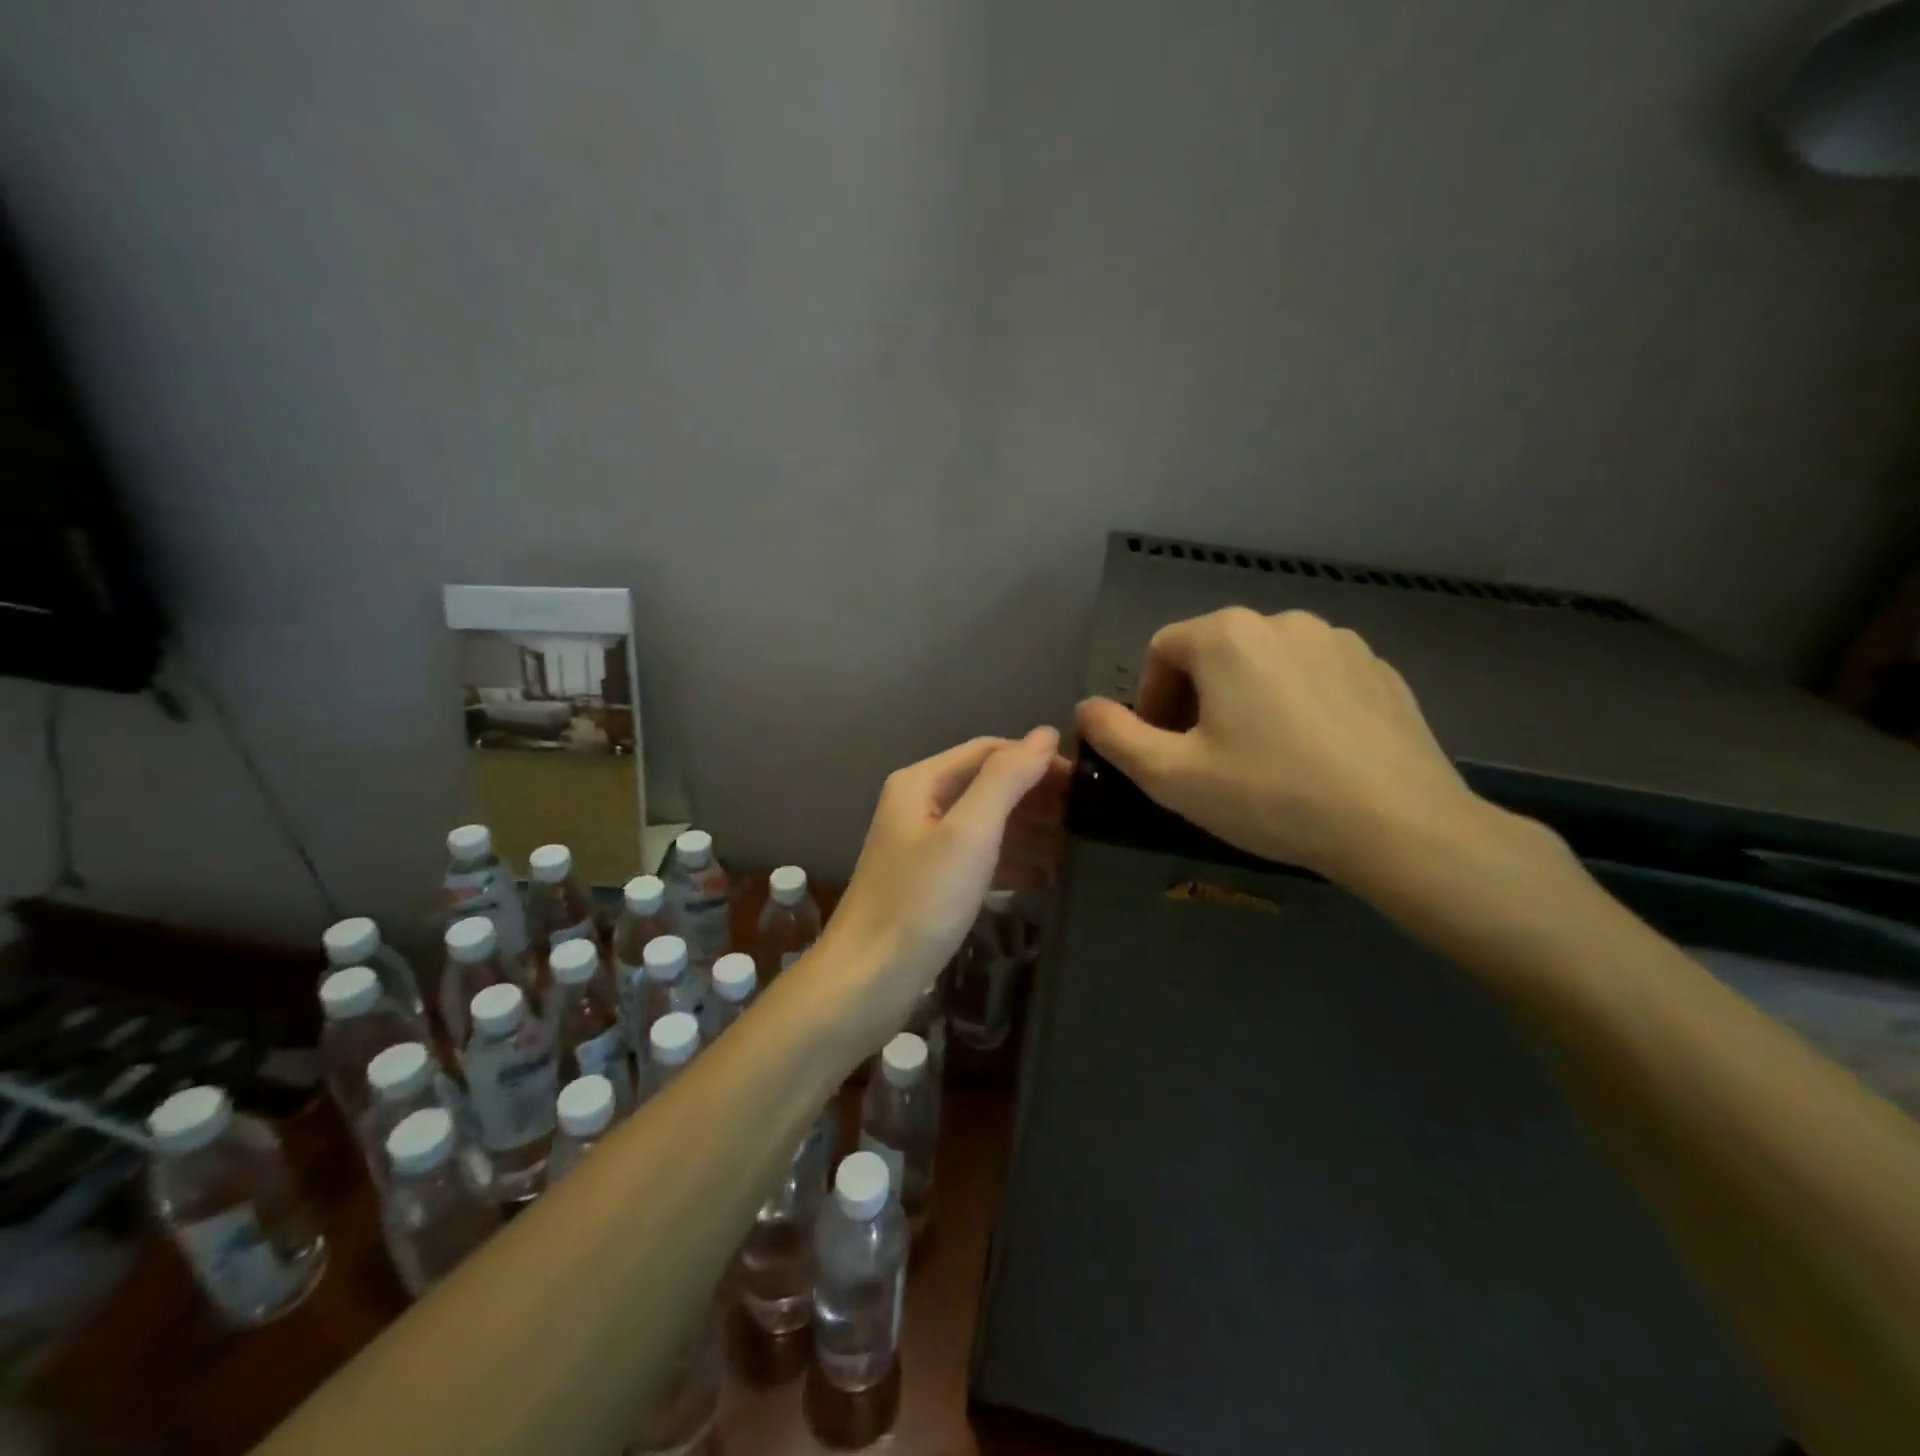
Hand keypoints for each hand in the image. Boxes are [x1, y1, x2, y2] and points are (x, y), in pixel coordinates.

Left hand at [816, 728, 1067, 1050]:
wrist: (868, 981)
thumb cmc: (920, 902)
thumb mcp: (969, 833)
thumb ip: (1007, 779)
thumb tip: (1046, 733)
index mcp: (921, 781)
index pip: (990, 750)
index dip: (1038, 760)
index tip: (1086, 784)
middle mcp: (920, 804)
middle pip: (989, 784)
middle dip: (1037, 797)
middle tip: (1090, 819)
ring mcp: (925, 844)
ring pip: (988, 822)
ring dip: (1031, 830)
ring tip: (1081, 847)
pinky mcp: (932, 881)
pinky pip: (981, 856)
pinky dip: (1013, 860)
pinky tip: (1049, 876)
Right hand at [1075, 608, 1486, 886]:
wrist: (1400, 827)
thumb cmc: (1271, 796)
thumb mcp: (1171, 776)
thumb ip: (1116, 735)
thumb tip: (1086, 708)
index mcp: (1228, 636)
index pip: (1162, 651)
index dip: (1149, 699)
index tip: (1162, 748)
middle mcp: (1283, 620)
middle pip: (1214, 653)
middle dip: (1196, 700)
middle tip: (1205, 757)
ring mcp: (1340, 641)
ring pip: (1266, 664)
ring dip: (1246, 700)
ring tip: (1260, 757)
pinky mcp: (1380, 669)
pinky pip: (1315, 677)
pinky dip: (1296, 704)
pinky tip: (1310, 754)